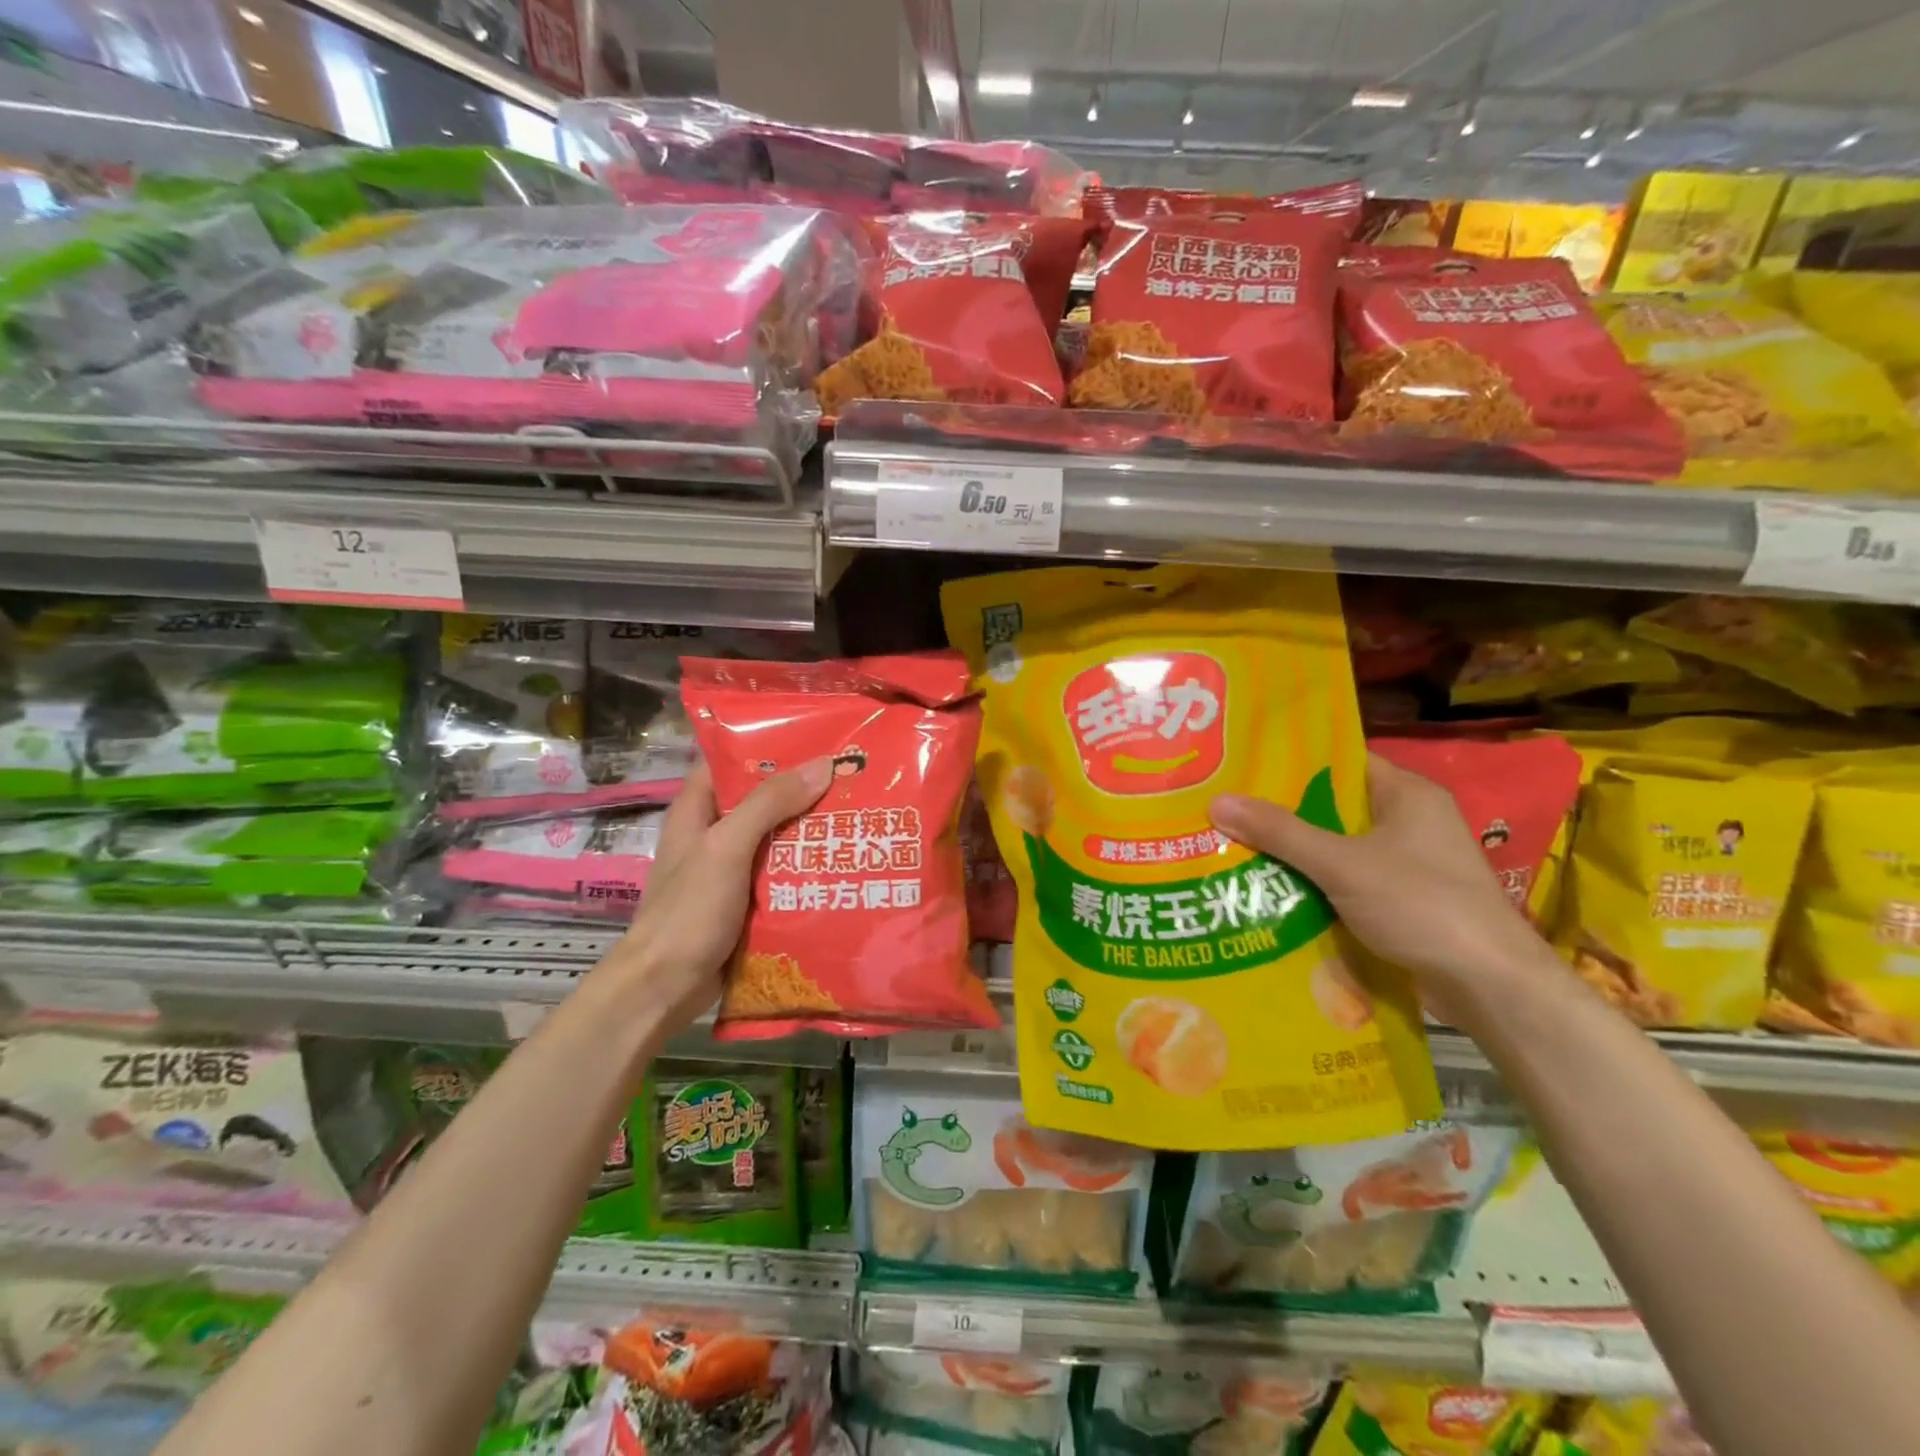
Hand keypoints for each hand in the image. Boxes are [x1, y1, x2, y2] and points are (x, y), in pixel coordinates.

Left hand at [608, 757, 831, 1035]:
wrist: (664, 988)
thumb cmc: (689, 910)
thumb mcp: (727, 847)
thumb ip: (770, 804)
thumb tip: (823, 765)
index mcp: (697, 811)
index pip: (730, 761)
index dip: (768, 746)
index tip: (814, 736)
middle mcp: (713, 834)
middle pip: (760, 799)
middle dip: (801, 789)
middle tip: (850, 776)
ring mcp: (728, 870)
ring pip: (774, 838)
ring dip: (808, 830)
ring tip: (855, 813)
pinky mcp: (744, 902)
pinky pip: (779, 874)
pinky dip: (804, 867)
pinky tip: (839, 862)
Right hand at [1209, 752, 1542, 1011]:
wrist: (1490, 987)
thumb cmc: (1422, 906)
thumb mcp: (1342, 863)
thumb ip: (1281, 832)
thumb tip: (1217, 801)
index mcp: (1407, 794)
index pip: (1341, 761)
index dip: (1292, 761)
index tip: (1242, 766)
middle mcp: (1409, 821)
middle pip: (1333, 806)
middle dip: (1282, 813)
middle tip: (1226, 809)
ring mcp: (1408, 864)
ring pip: (1336, 847)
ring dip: (1294, 853)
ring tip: (1234, 847)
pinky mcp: (1402, 901)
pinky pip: (1345, 880)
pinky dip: (1314, 884)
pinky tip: (1270, 890)